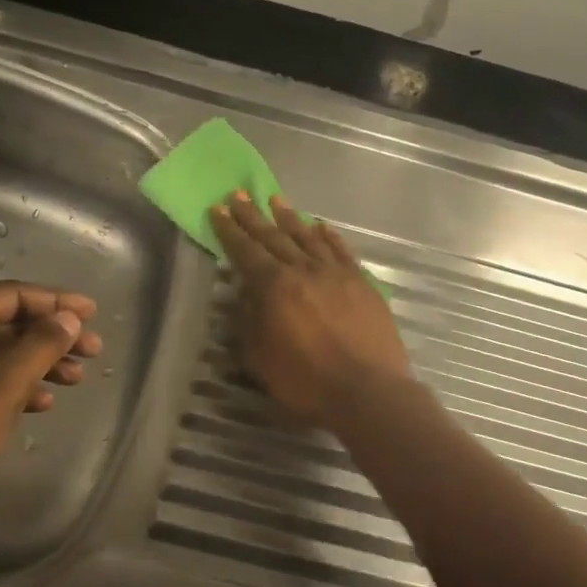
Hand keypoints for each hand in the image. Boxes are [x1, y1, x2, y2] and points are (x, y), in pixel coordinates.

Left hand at [0, 281, 101, 552]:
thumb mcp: (1, 387)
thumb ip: (40, 346)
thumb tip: (69, 318)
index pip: (9, 296)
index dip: (54, 301)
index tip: (92, 313)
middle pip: (7, 324)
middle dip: (52, 335)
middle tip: (93, 350)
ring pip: (1, 356)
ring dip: (41, 362)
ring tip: (77, 378)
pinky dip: (20, 388)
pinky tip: (44, 404)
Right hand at [209, 192, 409, 427]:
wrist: (368, 391)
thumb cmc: (306, 381)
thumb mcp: (260, 358)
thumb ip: (248, 321)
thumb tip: (242, 293)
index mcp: (274, 287)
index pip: (245, 251)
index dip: (230, 230)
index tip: (218, 209)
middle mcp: (303, 270)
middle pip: (274, 237)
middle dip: (253, 216)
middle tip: (239, 194)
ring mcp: (336, 273)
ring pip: (308, 237)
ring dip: (289, 218)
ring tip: (276, 199)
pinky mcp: (361, 283)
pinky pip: (341, 250)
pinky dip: (328, 236)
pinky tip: (321, 226)